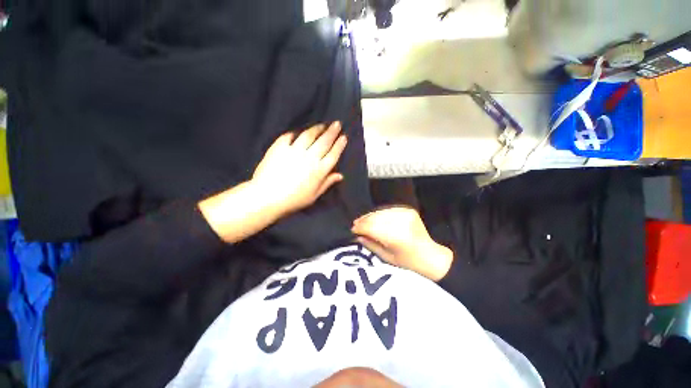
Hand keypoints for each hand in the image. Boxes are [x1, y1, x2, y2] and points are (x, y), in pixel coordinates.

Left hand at [252, 122, 347, 216]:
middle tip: (337, 123)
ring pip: (308, 135)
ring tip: (321, 125)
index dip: (339, 145)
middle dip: (332, 132)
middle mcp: (310, 157)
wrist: (268, 197)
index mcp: (319, 170)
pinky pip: (289, 137)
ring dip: (317, 129)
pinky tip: (297, 132)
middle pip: (324, 141)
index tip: (344, 137)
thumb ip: (327, 183)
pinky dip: (294, 133)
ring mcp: (294, 150)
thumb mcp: (314, 195)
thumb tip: (340, 175)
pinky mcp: (279, 147)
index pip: (333, 154)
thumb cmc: (294, 199)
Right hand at [351, 207, 452, 280]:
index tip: (352, 229)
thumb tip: (357, 235)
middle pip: (375, 218)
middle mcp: (401, 222)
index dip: (360, 227)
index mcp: (397, 236)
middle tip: (355, 225)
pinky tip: (375, 219)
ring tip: (362, 221)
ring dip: (370, 216)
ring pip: (380, 212)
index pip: (372, 227)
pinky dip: (380, 214)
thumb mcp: (387, 258)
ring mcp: (406, 214)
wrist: (431, 256)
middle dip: (363, 221)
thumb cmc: (408, 263)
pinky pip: (388, 210)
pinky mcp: (408, 210)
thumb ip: (370, 244)